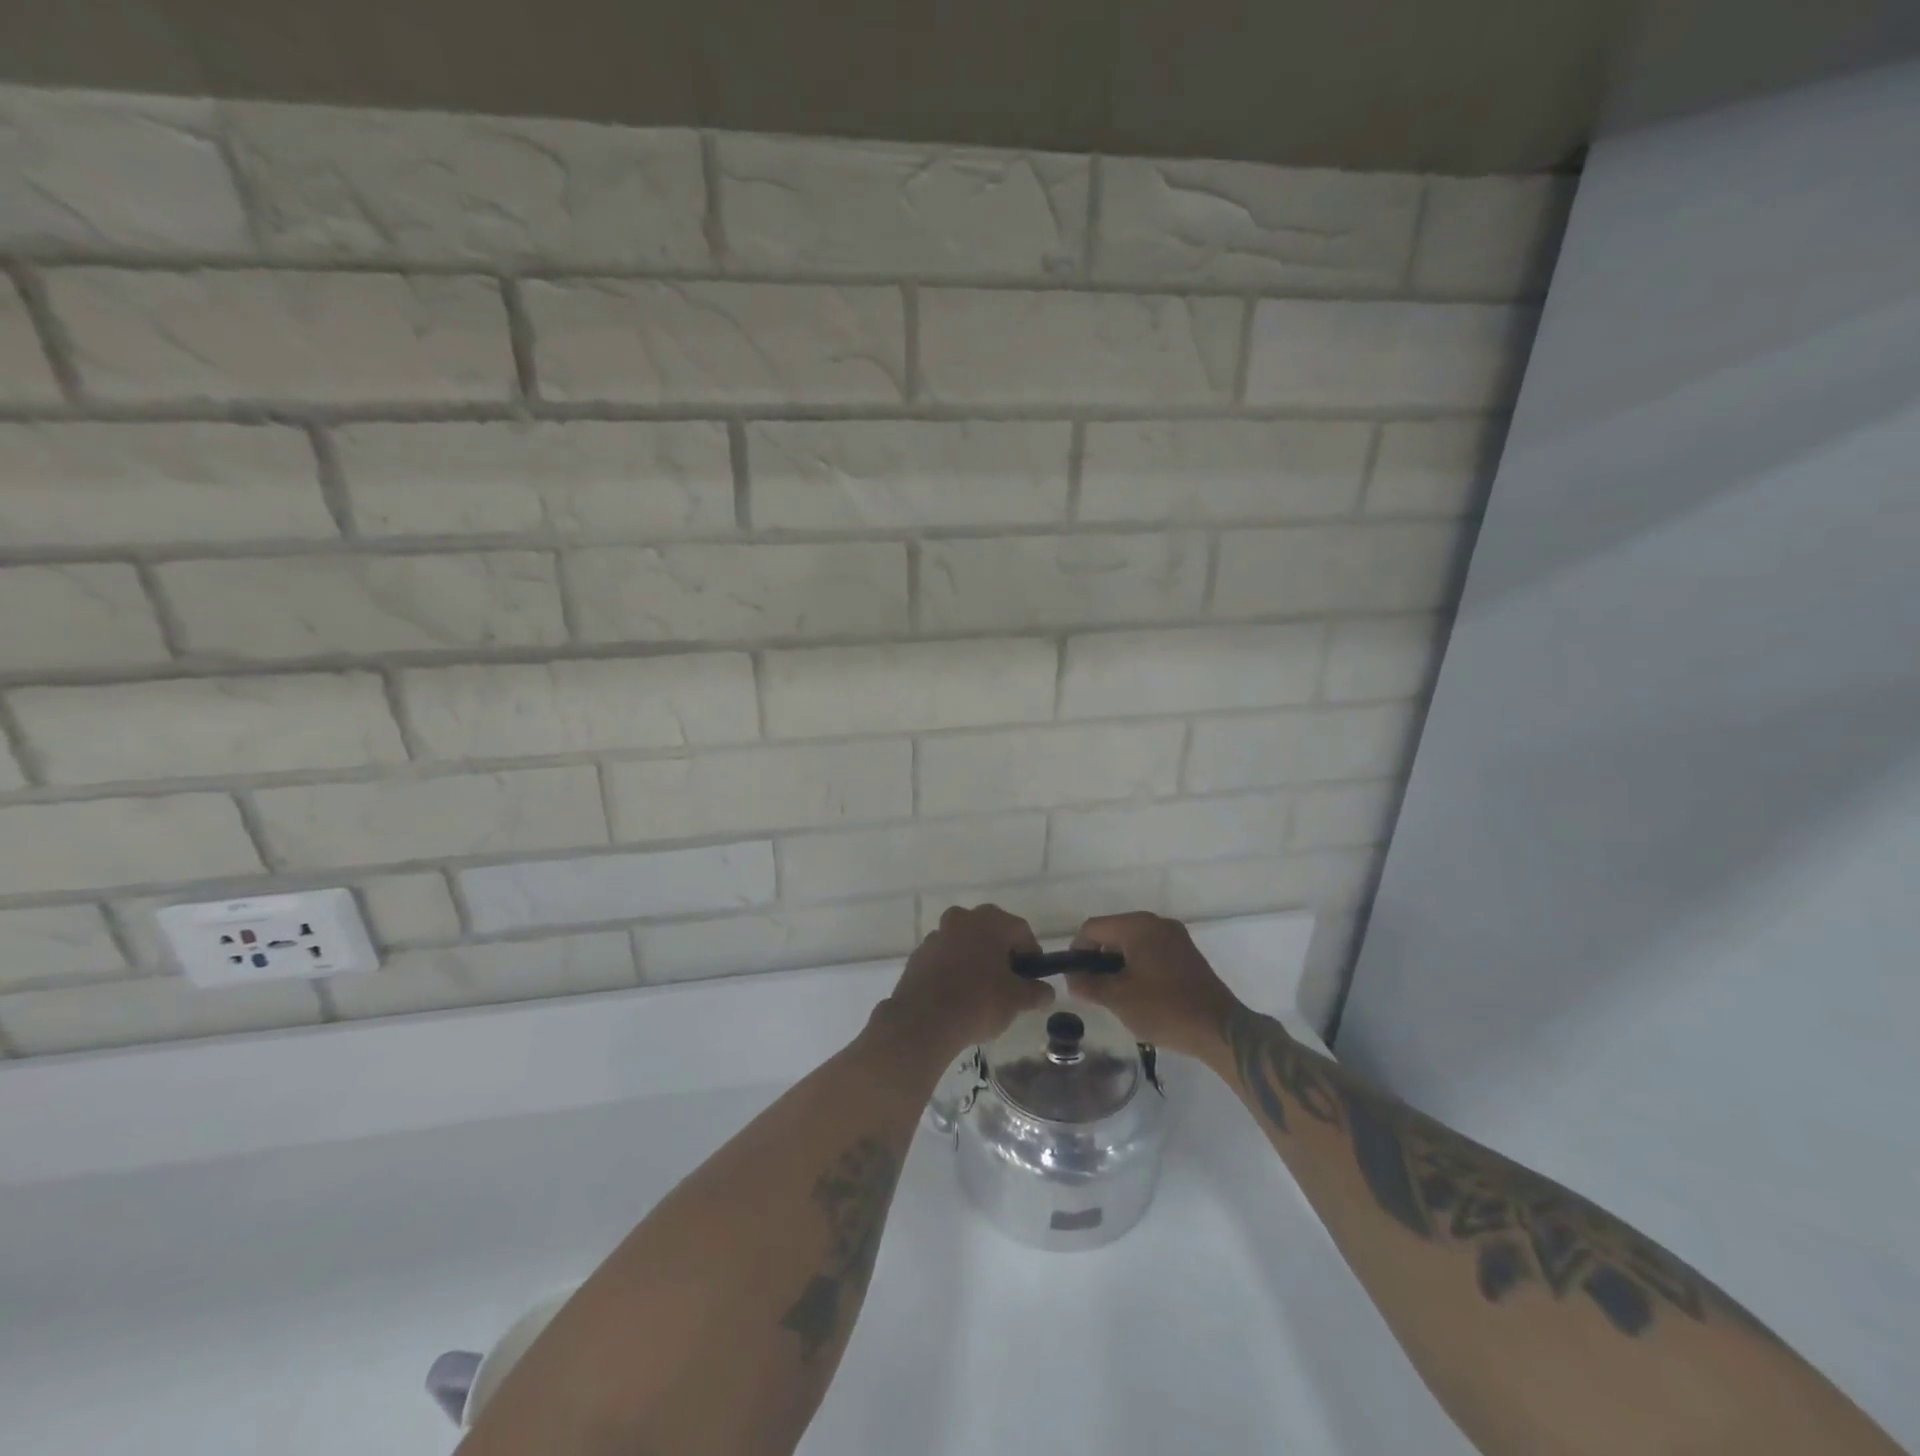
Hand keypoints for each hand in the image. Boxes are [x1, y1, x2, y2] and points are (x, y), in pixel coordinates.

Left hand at [880, 905, 1053, 1058]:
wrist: (923, 1020)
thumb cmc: (979, 1002)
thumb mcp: (1017, 1000)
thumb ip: (1036, 992)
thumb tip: (1046, 992)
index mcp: (990, 921)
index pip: (1021, 930)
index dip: (1032, 953)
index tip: (1033, 977)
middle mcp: (962, 919)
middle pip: (991, 932)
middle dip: (1002, 953)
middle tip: (1009, 982)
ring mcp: (937, 934)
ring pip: (965, 943)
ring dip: (976, 959)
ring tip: (981, 991)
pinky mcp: (919, 955)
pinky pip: (945, 957)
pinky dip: (954, 969)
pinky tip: (957, 995)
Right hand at [1067, 912, 1239, 1057]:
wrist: (1220, 1029)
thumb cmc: (1164, 1009)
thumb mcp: (1118, 998)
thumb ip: (1089, 985)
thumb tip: (1072, 979)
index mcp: (1138, 926)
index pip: (1093, 928)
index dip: (1077, 951)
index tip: (1075, 978)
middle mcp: (1157, 923)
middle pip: (1113, 932)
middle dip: (1098, 958)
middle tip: (1093, 989)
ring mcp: (1175, 937)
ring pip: (1133, 942)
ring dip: (1118, 964)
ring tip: (1115, 994)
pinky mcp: (1187, 953)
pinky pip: (1151, 951)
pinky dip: (1138, 966)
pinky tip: (1139, 993)